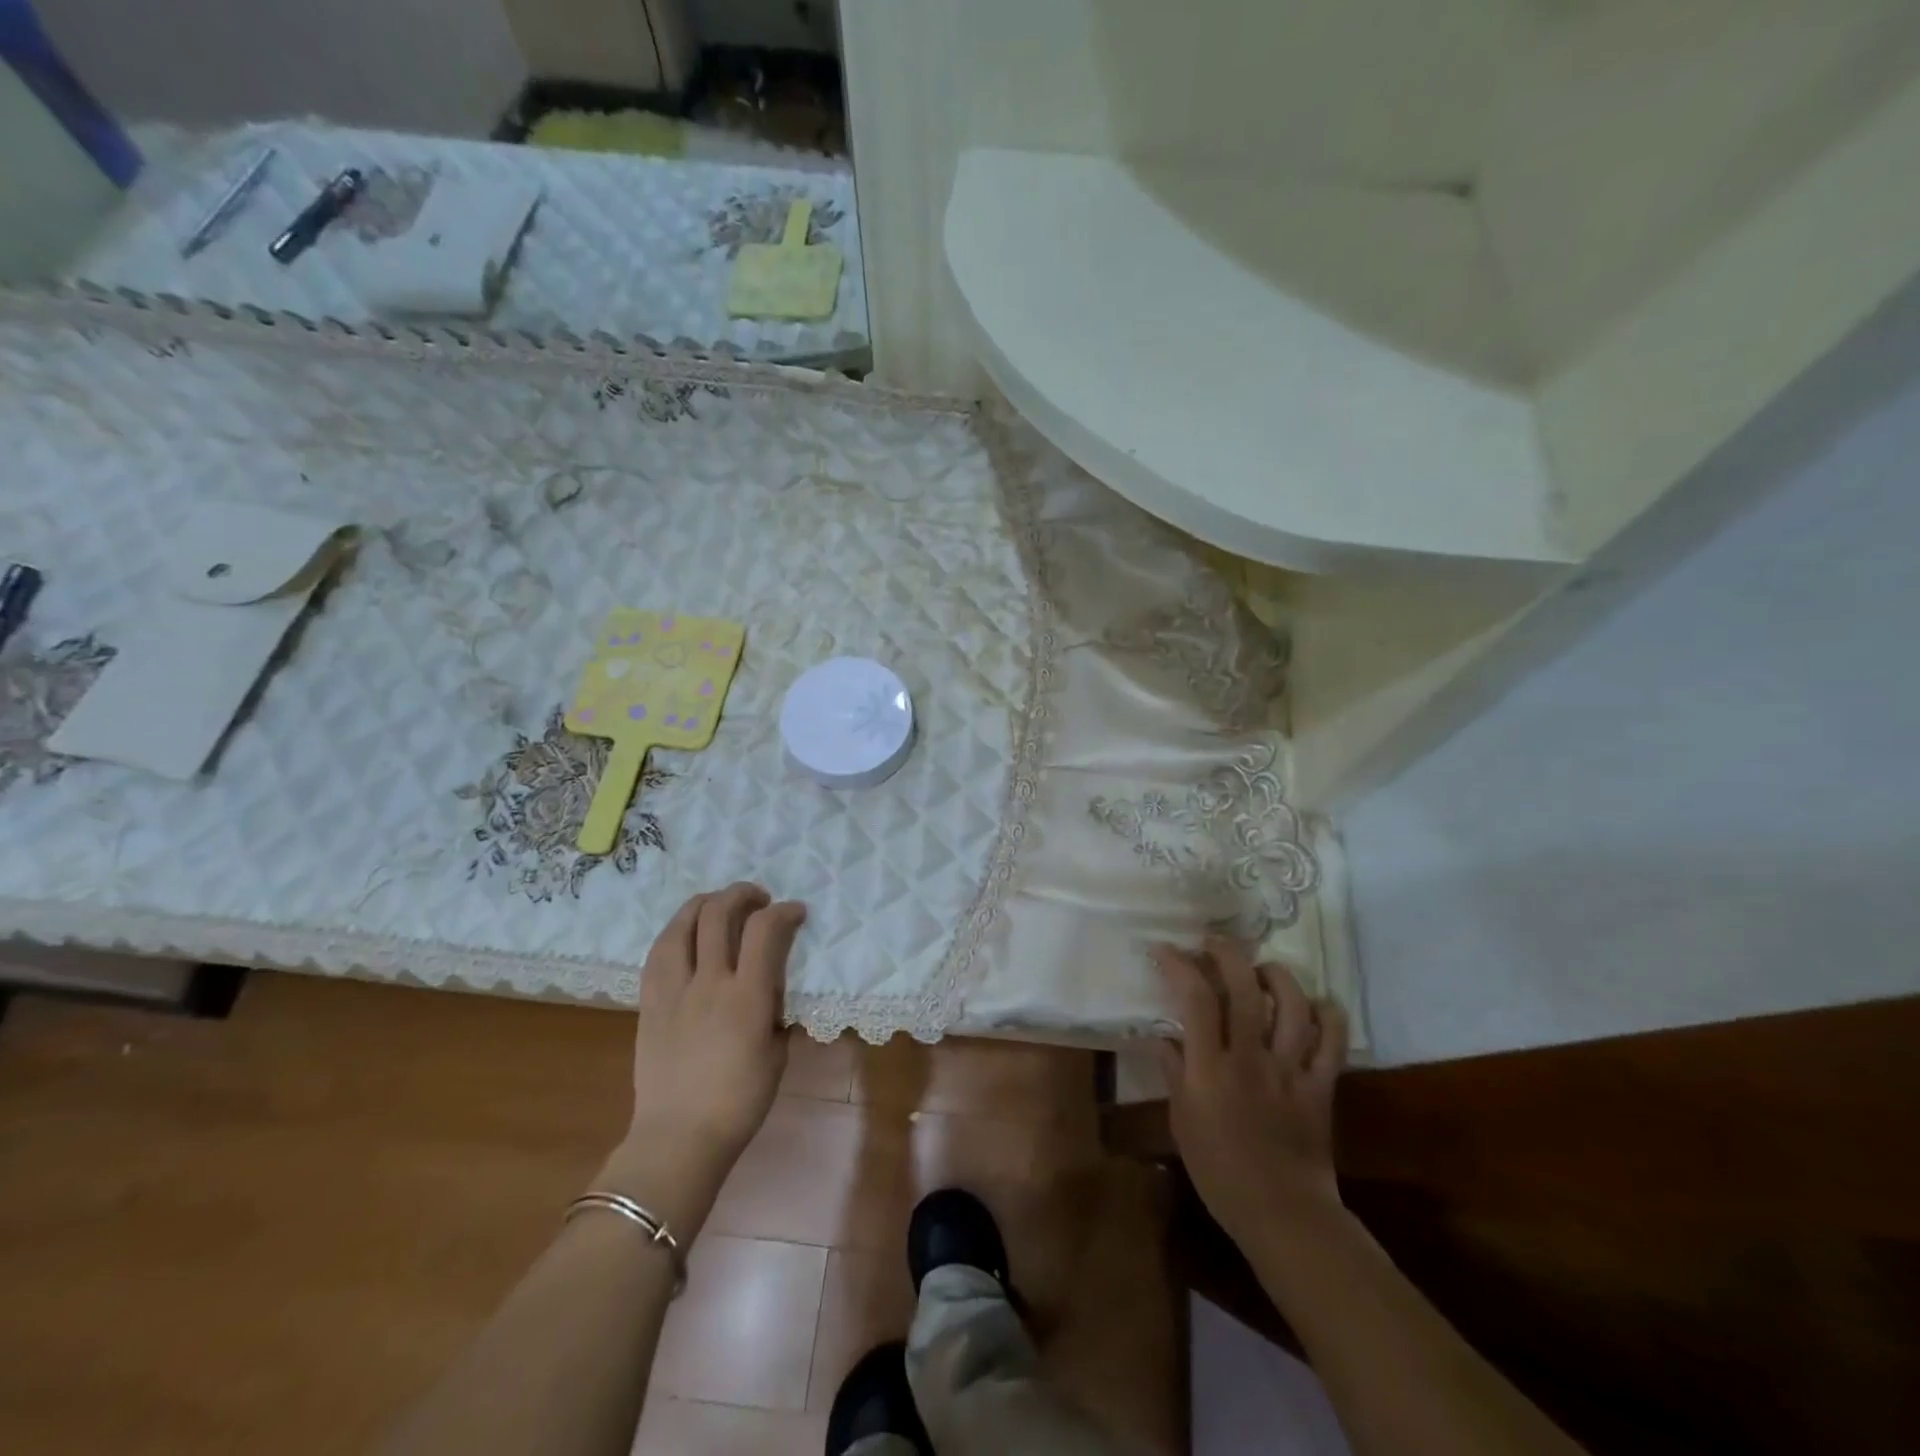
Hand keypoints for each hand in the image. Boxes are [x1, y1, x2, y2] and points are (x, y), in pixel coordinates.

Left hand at [598, 883, 806, 1234]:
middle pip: (719, 914)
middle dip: (742, 894)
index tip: (795, 912)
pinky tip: (686, 933)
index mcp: (747, 998)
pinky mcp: (649, 1002)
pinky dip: (676, 931)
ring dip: (705, 903)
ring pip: (682, 924)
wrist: (679, 1138)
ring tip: (719, 904)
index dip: (784, 911)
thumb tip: (775, 986)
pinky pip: (659, 952)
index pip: (765, 931)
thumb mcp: (777, 1054)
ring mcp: (674, 990)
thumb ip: (777, 1011)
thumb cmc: (739, 1102)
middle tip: (758, 900)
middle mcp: (709, 983)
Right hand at [1154, 937, 1347, 1245]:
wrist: (1283, 1214)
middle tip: (1213, 942)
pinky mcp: (1321, 1085)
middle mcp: (1251, 1058)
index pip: (1196, 999)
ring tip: (1262, 969)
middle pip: (1245, 988)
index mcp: (1211, 1069)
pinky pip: (1332, 1040)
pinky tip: (1315, 1004)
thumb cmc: (1220, 1172)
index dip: (1180, 965)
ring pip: (1292, 1004)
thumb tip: (1163, 1035)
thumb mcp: (1182, 1121)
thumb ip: (1173, 1072)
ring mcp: (1291, 1070)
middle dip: (1227, 954)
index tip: (1166, 949)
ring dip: (1277, 975)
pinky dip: (1327, 1014)